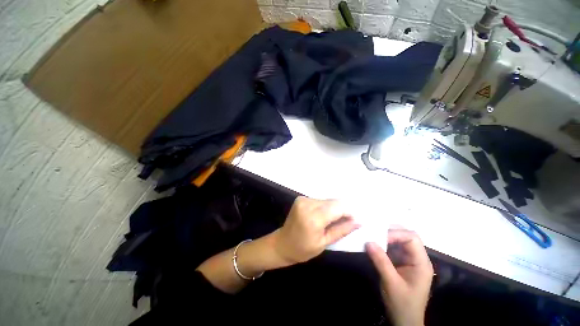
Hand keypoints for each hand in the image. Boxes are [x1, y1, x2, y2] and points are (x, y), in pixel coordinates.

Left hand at [273, 197, 359, 264]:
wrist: (282, 243)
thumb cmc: (303, 249)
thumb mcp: (324, 243)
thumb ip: (342, 230)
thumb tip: (359, 221)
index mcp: (313, 218)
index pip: (338, 207)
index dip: (349, 212)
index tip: (355, 221)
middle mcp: (308, 204)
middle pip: (333, 202)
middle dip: (342, 210)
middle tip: (345, 222)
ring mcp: (303, 199)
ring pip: (327, 200)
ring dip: (333, 209)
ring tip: (331, 221)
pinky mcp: (301, 198)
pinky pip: (319, 200)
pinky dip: (325, 207)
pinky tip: (322, 216)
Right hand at [366, 229, 432, 325]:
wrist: (405, 321)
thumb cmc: (402, 304)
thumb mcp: (391, 283)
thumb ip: (381, 261)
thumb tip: (368, 242)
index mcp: (421, 263)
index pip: (412, 238)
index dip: (396, 234)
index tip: (378, 237)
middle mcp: (417, 258)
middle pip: (406, 236)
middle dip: (390, 233)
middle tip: (373, 233)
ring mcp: (409, 260)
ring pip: (399, 241)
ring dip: (385, 238)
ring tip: (371, 237)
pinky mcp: (401, 263)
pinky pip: (393, 248)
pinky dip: (383, 245)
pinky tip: (374, 246)